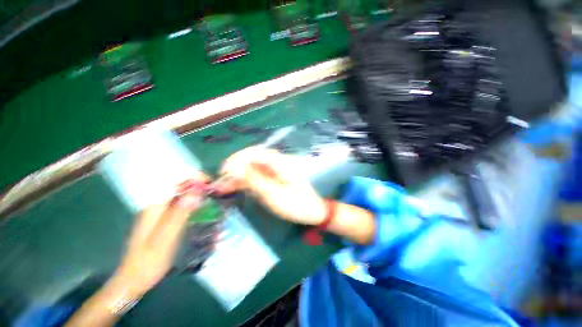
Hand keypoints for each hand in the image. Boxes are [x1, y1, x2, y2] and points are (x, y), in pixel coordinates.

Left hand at [112, 182, 204, 296]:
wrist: (133, 280)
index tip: (211, 183)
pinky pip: (182, 209)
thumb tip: (196, 191)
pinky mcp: (165, 222)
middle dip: (200, 189)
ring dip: (199, 199)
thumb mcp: (165, 238)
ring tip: (213, 205)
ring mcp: (161, 214)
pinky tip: (203, 217)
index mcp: (156, 207)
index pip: (176, 183)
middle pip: (182, 189)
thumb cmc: (148, 262)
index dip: (194, 179)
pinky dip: (195, 209)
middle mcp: (158, 207)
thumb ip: (180, 213)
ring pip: (184, 199)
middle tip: (216, 195)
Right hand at [217, 147, 326, 225]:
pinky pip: (257, 176)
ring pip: (252, 168)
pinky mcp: (273, 178)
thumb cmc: (296, 204)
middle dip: (235, 168)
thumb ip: (255, 180)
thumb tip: (235, 169)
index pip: (255, 153)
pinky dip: (245, 181)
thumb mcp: (274, 194)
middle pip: (252, 159)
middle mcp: (277, 162)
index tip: (224, 170)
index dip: (237, 159)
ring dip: (238, 176)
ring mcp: (275, 170)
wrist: (312, 212)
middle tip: (221, 180)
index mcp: (280, 161)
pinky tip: (234, 188)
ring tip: (223, 186)